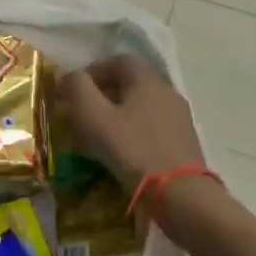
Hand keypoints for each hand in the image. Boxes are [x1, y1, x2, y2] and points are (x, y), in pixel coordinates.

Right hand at [60, 54, 203, 189]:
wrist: (181, 194)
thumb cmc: (132, 150)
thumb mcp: (94, 117)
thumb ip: (78, 89)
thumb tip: (70, 76)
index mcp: (147, 80)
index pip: (119, 60)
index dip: (94, 71)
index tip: (76, 91)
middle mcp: (168, 92)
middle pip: (132, 83)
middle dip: (105, 94)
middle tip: (84, 114)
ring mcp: (180, 118)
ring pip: (143, 106)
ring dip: (120, 115)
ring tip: (101, 137)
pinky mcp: (185, 142)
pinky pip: (153, 127)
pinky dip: (135, 132)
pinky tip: (125, 153)